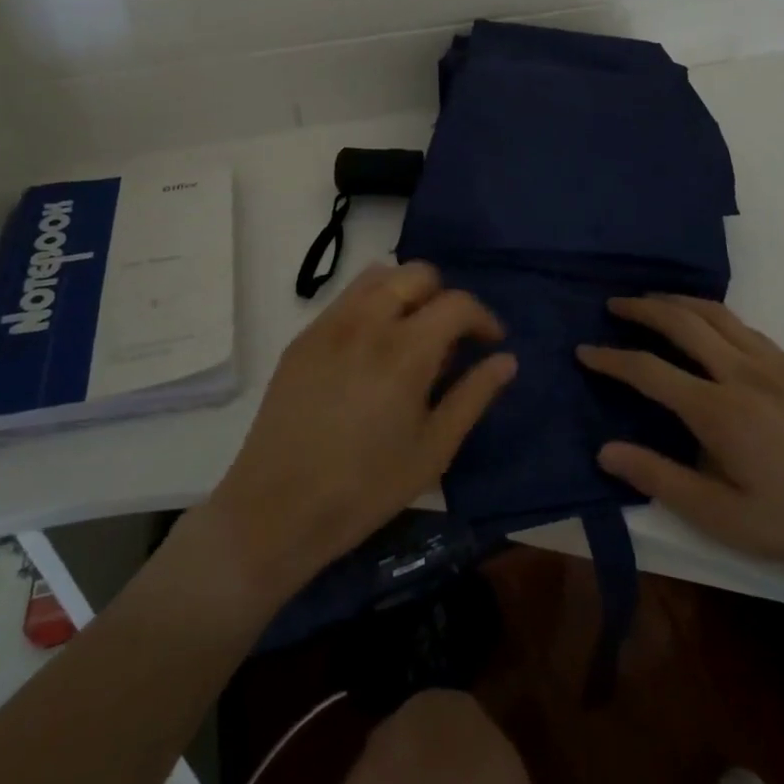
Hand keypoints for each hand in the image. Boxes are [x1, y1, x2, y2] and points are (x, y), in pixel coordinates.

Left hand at [206, 262, 515, 597]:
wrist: (276, 509)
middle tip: (450, 338)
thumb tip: (507, 360)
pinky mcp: (303, 338)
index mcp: (406, 349)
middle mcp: (367, 321)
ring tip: (411, 334)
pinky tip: (371, 349)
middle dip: (444, 297)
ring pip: (378, 276)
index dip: (483, 318)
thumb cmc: (366, 487)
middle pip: (417, 273)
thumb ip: (474, 396)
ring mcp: (329, 325)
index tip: (490, 342)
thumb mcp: (434, 449)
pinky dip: (372, 305)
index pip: (457, 303)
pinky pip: (346, 299)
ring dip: (406, 292)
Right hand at [578, 295, 783, 572]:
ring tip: (653, 301)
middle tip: (614, 304)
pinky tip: (708, 324)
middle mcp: (740, 373)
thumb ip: (661, 479)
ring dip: (678, 302)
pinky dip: (713, 313)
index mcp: (717, 409)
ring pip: (716, 314)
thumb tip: (606, 451)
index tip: (584, 352)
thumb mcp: (723, 517)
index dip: (612, 359)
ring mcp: (772, 365)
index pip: (650, 371)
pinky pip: (744, 325)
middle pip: (682, 323)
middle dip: (642, 309)